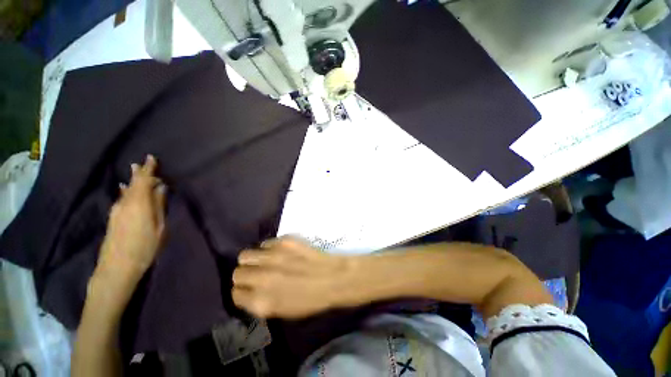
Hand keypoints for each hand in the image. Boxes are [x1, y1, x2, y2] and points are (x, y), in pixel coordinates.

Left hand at [97, 155, 166, 278]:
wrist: (117, 265)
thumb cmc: (143, 249)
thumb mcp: (158, 230)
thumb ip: (159, 206)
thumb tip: (160, 188)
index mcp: (140, 199)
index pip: (145, 177)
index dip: (149, 167)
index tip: (152, 158)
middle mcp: (127, 199)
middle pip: (133, 181)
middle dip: (139, 172)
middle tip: (141, 164)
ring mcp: (117, 207)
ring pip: (126, 189)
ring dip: (131, 181)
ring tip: (133, 173)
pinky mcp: (112, 216)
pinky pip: (121, 198)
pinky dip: (125, 192)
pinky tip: (124, 192)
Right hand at [232, 236, 350, 318]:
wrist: (337, 280)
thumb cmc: (313, 302)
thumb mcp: (283, 313)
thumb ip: (260, 303)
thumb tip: (248, 294)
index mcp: (262, 302)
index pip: (235, 295)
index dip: (242, 295)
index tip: (249, 294)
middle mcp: (260, 279)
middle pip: (236, 274)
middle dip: (244, 278)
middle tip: (256, 279)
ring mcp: (270, 258)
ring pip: (244, 256)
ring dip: (251, 262)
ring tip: (263, 265)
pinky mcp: (281, 241)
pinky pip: (263, 244)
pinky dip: (267, 251)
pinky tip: (280, 256)